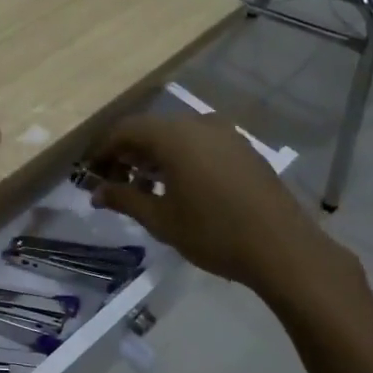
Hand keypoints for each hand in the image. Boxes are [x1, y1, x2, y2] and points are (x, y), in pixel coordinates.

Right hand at [86, 113, 361, 306]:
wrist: (284, 248)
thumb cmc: (214, 233)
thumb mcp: (161, 219)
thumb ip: (124, 199)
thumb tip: (96, 192)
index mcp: (174, 136)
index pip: (125, 130)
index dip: (102, 150)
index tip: (88, 173)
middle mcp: (198, 124)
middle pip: (149, 129)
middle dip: (126, 153)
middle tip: (112, 182)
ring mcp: (225, 134)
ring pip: (175, 135)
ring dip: (152, 156)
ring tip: (141, 187)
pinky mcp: (242, 149)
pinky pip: (198, 143)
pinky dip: (178, 157)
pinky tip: (175, 186)